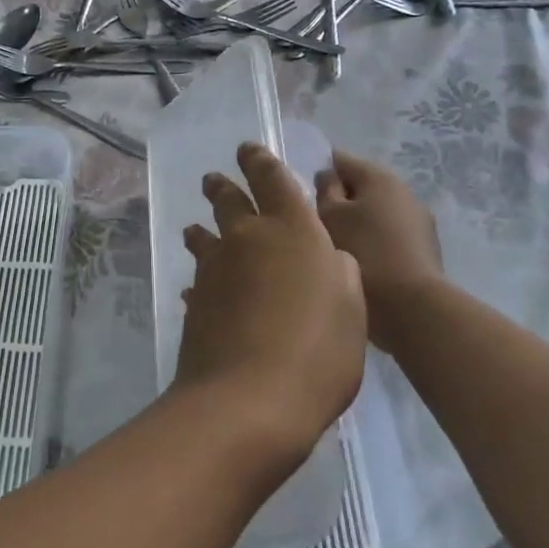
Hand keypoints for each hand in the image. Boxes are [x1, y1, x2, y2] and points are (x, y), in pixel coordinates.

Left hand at [178, 143, 366, 464]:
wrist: (251, 398)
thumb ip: (340, 271)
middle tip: (214, 179)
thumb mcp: (353, 306)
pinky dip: (200, 280)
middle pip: (230, 201)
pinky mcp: (196, 303)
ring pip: (205, 239)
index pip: (272, 179)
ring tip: (195, 229)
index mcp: (292, 229)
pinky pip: (197, 281)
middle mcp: (247, 239)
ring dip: (202, 231)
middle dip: (222, 186)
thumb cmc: (319, 348)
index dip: (260, 161)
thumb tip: (327, 258)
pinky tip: (198, 290)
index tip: (248, 149)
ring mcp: (215, 270)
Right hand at [314, 150, 445, 322]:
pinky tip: (357, 265)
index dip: (316, 172)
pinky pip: (387, 237)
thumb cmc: (363, 252)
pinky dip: (371, 244)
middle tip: (312, 225)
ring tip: (333, 249)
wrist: (412, 307)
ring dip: (355, 225)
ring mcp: (418, 221)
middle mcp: (403, 191)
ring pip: (374, 214)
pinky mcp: (423, 250)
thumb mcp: (329, 216)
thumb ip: (324, 190)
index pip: (339, 159)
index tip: (298, 195)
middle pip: (359, 187)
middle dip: (337, 202)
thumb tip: (328, 177)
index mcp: (378, 176)